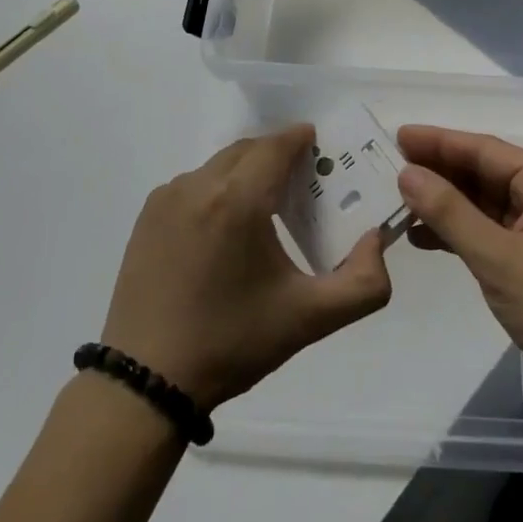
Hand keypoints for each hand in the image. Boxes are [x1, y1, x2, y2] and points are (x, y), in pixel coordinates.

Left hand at [101, 126, 390, 410]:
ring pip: (218, 166)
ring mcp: (167, 198)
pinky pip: (193, 185)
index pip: (276, 146)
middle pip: (247, 150)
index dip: (300, 139)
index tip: (320, 146)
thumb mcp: (309, 319)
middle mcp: (199, 185)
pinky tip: (224, 229)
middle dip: (276, 154)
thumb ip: (362, 283)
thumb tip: (375, 239)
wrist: (147, 382)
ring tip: (265, 206)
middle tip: (301, 179)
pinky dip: (216, 190)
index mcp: (239, 200)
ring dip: (245, 172)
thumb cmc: (232, 343)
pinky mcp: (147, 216)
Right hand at [396, 126, 522, 414]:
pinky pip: (487, 234)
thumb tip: (407, 174)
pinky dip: (457, 234)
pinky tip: (422, 238)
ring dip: (444, 204)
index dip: (439, 141)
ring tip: (398, 203)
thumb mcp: (500, 258)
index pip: (484, 150)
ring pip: (482, 205)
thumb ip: (451, 214)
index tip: (398, 135)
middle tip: (389, 166)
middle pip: (482, 174)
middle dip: (438, 171)